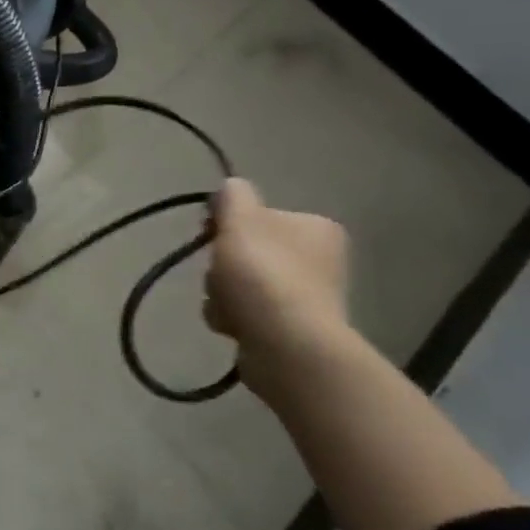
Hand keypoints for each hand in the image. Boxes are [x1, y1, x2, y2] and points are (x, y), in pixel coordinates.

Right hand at [204, 178, 349, 361]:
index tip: (210, 235)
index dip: (227, 223)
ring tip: (225, 305)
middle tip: (219, 274)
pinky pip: (246, 312)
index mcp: (316, 228)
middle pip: (247, 251)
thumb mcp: (241, 220)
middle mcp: (319, 260)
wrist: (286, 343)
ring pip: (241, 283)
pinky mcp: (291, 329)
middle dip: (223, 265)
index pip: (259, 216)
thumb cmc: (263, 274)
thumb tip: (231, 186)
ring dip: (221, 292)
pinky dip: (231, 316)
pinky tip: (231, 324)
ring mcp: (306, 298)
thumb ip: (233, 196)